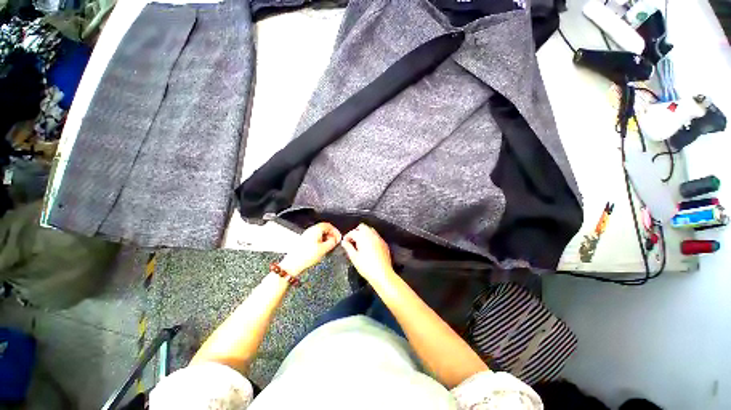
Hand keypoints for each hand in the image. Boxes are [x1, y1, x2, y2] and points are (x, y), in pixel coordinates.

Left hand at [279, 222, 341, 276]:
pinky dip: (321, 241)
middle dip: (331, 234)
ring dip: (326, 238)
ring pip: (319, 233)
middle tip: (335, 241)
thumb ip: (332, 242)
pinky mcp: (304, 241)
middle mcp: (310, 231)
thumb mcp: (324, 249)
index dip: (335, 231)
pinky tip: (322, 248)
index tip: (338, 237)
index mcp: (315, 230)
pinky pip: (315, 238)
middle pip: (324, 228)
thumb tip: (335, 240)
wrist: (293, 264)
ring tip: (329, 246)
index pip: (328, 225)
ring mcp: (306, 235)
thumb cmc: (306, 256)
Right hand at [341, 224, 394, 282]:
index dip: (347, 236)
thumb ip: (348, 247)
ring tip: (360, 243)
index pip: (353, 232)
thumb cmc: (366, 267)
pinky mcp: (384, 243)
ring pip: (370, 230)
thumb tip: (344, 242)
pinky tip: (368, 246)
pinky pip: (376, 236)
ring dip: (364, 233)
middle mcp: (372, 235)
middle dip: (356, 231)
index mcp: (363, 237)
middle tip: (352, 240)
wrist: (382, 274)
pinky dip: (371, 237)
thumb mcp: (354, 257)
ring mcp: (379, 238)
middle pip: (362, 227)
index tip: (345, 242)